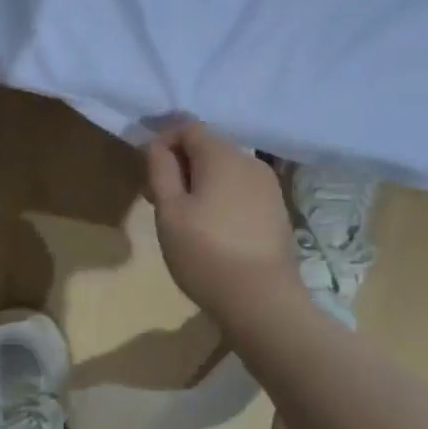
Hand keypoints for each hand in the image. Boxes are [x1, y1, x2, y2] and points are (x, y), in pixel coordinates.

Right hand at [146, 122, 305, 323]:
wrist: (263, 301)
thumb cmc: (206, 253)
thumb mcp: (169, 211)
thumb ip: (161, 170)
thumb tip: (159, 145)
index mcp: (223, 155)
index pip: (189, 127)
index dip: (164, 143)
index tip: (150, 175)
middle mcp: (250, 161)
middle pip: (209, 147)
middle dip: (182, 165)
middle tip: (161, 201)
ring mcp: (269, 186)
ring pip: (226, 170)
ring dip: (202, 183)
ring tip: (187, 219)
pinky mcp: (278, 210)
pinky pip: (242, 191)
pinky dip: (223, 198)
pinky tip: (215, 231)